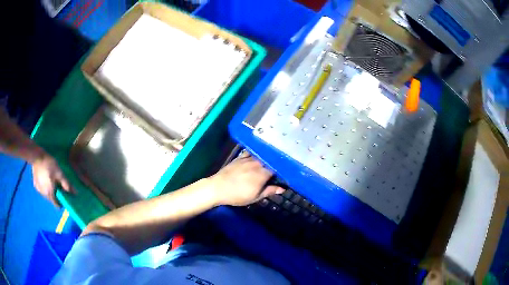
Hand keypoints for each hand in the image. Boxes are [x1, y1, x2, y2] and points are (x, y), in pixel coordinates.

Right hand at [31, 153, 73, 206]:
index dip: (61, 202)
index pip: (57, 205)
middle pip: (52, 199)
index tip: (64, 194)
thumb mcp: (60, 173)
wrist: (36, 156)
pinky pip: (42, 189)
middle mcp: (43, 195)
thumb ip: (67, 184)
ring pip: (47, 194)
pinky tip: (45, 177)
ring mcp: (38, 190)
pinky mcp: (35, 184)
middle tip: (58, 184)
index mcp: (50, 194)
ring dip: (50, 190)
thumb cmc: (49, 164)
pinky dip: (45, 186)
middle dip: (56, 194)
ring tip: (51, 179)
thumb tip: (75, 193)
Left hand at [208, 151, 283, 206]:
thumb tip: (283, 188)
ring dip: (267, 159)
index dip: (281, 172)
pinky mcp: (240, 157)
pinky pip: (251, 153)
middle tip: (277, 170)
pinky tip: (257, 156)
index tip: (283, 175)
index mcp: (263, 174)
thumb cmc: (237, 195)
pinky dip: (256, 154)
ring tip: (269, 163)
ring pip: (262, 156)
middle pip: (270, 161)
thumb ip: (269, 191)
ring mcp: (248, 159)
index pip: (277, 169)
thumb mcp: (255, 197)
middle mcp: (258, 163)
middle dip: (275, 165)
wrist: (218, 188)